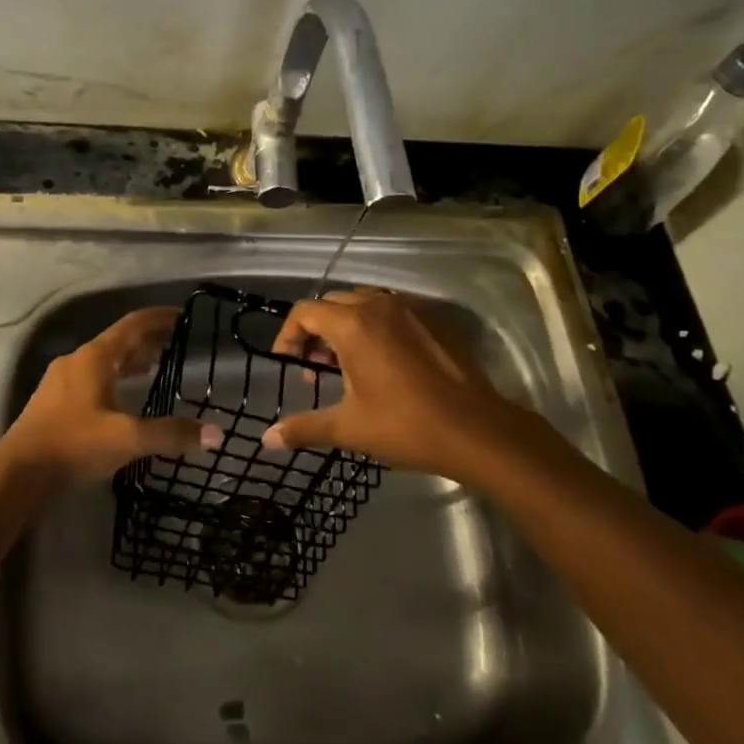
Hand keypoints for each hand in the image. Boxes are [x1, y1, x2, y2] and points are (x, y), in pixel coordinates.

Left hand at [4, 307, 221, 484]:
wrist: (18, 473)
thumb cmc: (74, 445)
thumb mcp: (128, 439)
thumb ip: (171, 434)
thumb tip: (215, 434)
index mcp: (95, 358)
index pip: (132, 325)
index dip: (158, 318)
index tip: (181, 316)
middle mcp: (77, 361)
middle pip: (117, 341)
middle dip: (146, 341)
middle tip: (173, 346)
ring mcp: (61, 381)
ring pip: (102, 361)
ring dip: (128, 361)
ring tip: (152, 369)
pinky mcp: (52, 402)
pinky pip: (91, 378)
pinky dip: (113, 378)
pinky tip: (120, 399)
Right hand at [265, 287, 539, 480]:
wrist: (477, 430)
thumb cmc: (406, 426)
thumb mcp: (348, 428)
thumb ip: (304, 428)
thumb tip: (267, 440)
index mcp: (352, 324)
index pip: (304, 312)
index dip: (288, 335)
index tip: (288, 363)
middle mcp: (378, 304)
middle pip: (331, 304)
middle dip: (315, 332)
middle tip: (315, 369)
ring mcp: (409, 308)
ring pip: (362, 304)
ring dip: (345, 327)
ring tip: (347, 366)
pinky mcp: (433, 319)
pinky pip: (391, 311)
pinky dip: (375, 326)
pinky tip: (383, 363)